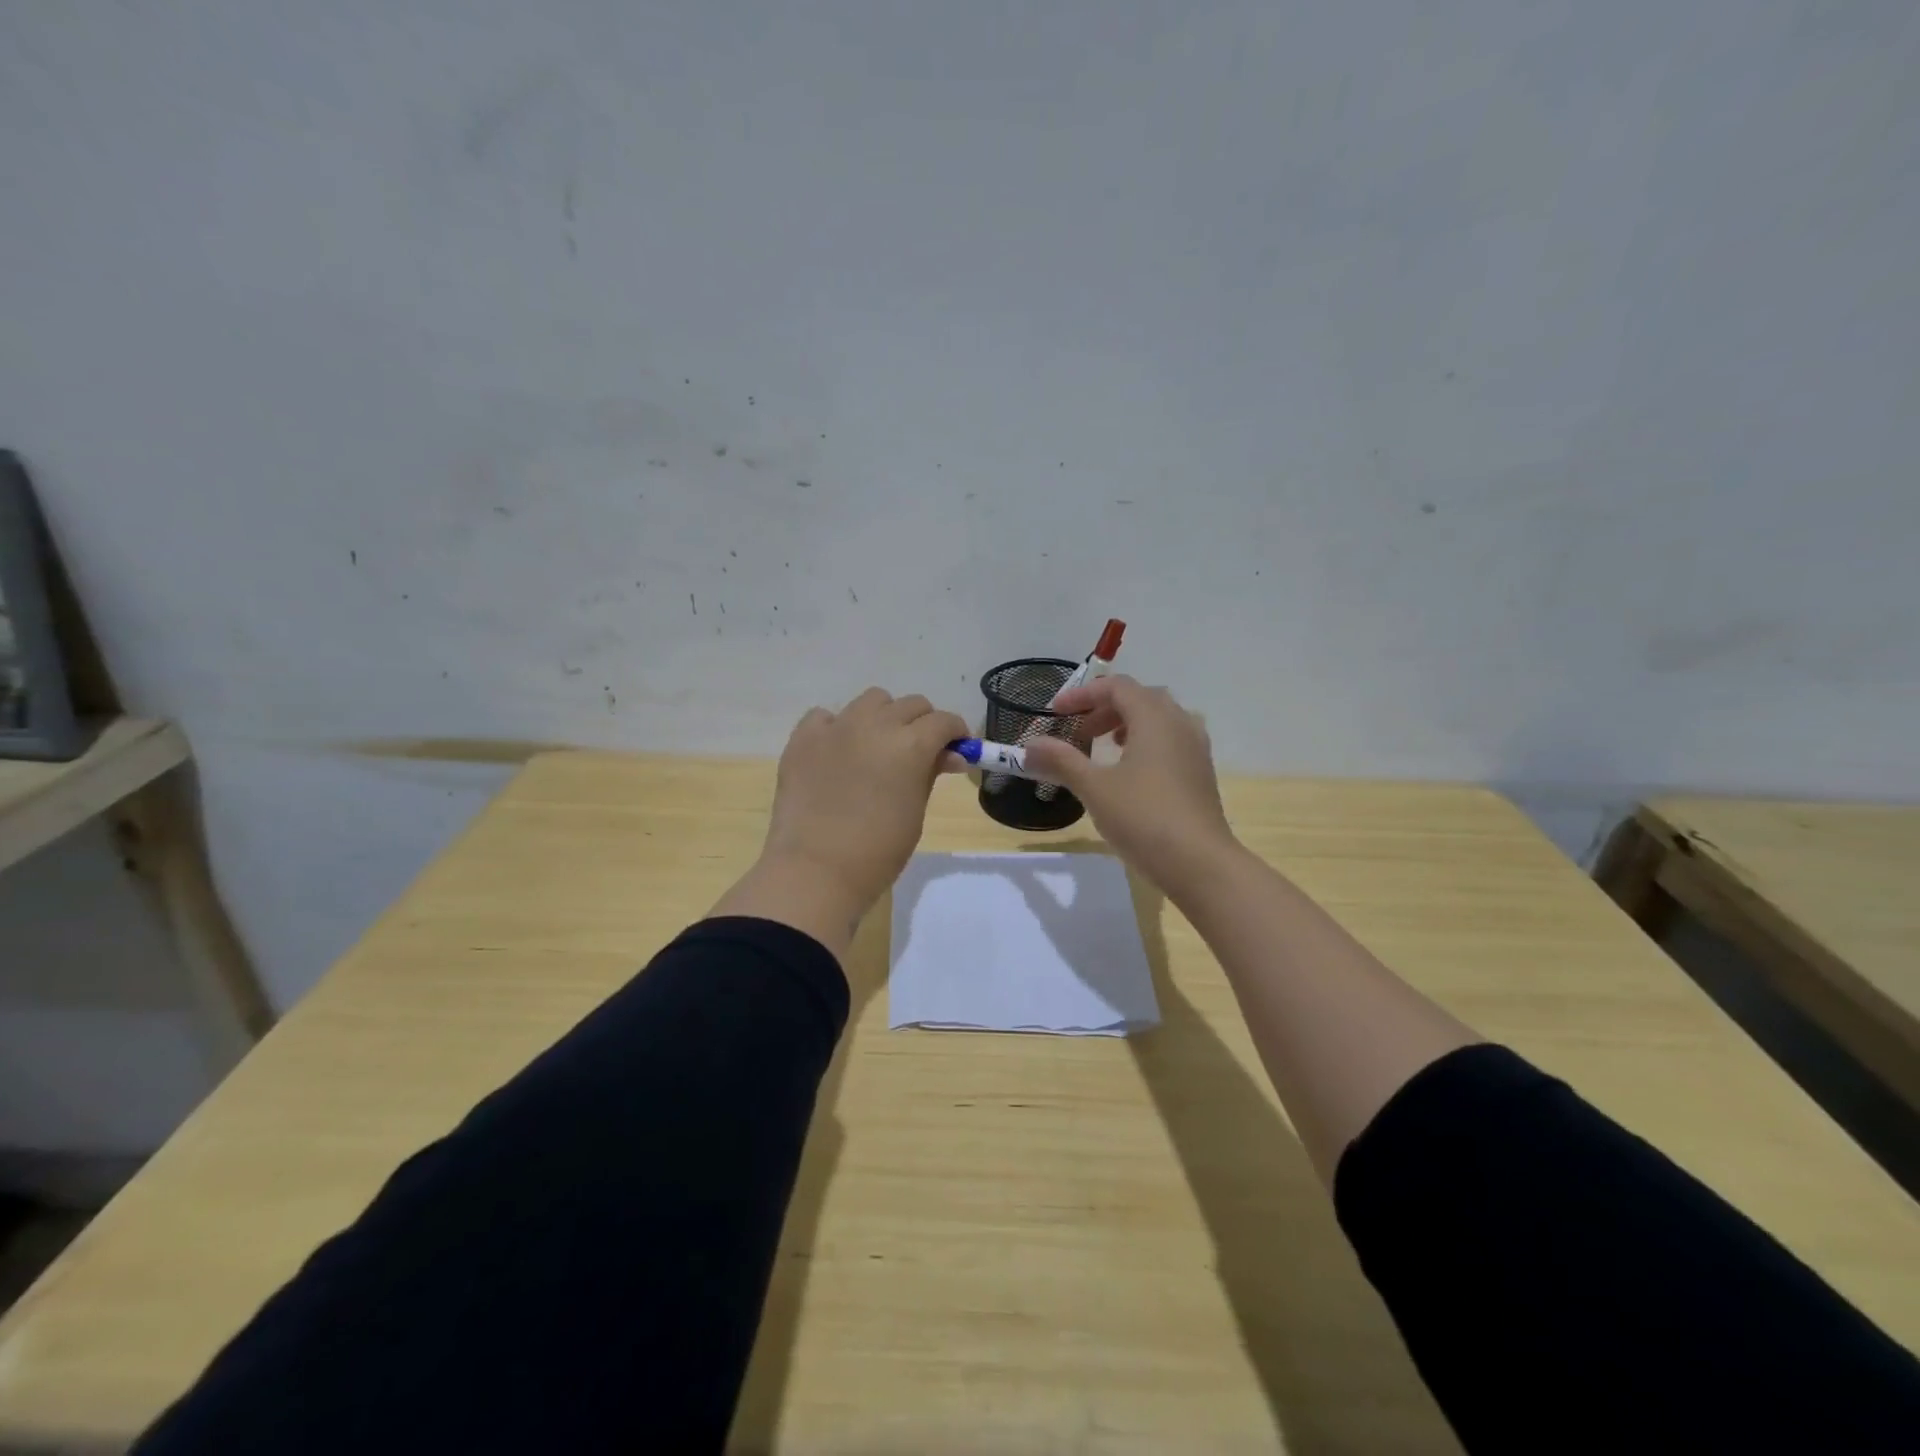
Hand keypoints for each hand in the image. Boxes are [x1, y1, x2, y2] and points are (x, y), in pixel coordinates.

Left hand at [713, 688, 967, 955]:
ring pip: (872, 700)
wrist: (816, 870)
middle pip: (911, 705)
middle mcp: (875, 724)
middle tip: (919, 752)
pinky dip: (838, 727)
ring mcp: (836, 727)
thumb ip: (931, 774)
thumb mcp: (915, 811)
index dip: (955, 734)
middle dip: (923, 724)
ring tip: (877, 747)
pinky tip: (838, 753)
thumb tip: (951, 756)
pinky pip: (826, 716)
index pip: (944, 721)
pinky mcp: (803, 738)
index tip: (956, 750)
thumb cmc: (878, 851)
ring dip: (883, 717)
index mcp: (910, 744)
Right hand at [1023, 676, 1240, 898]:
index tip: (1055, 713)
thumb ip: (1061, 761)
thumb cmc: (1144, 818)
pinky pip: (1170, 741)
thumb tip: (1029, 745)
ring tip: (1103, 747)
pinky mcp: (1201, 773)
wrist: (1200, 864)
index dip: (1082, 694)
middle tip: (1078, 732)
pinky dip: (1145, 743)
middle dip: (1104, 709)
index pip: (1116, 687)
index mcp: (1154, 718)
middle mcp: (1180, 723)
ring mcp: (1195, 749)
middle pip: (1139, 698)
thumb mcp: (1094, 788)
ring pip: (1158, 719)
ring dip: (1126, 724)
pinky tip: (1130, 773)